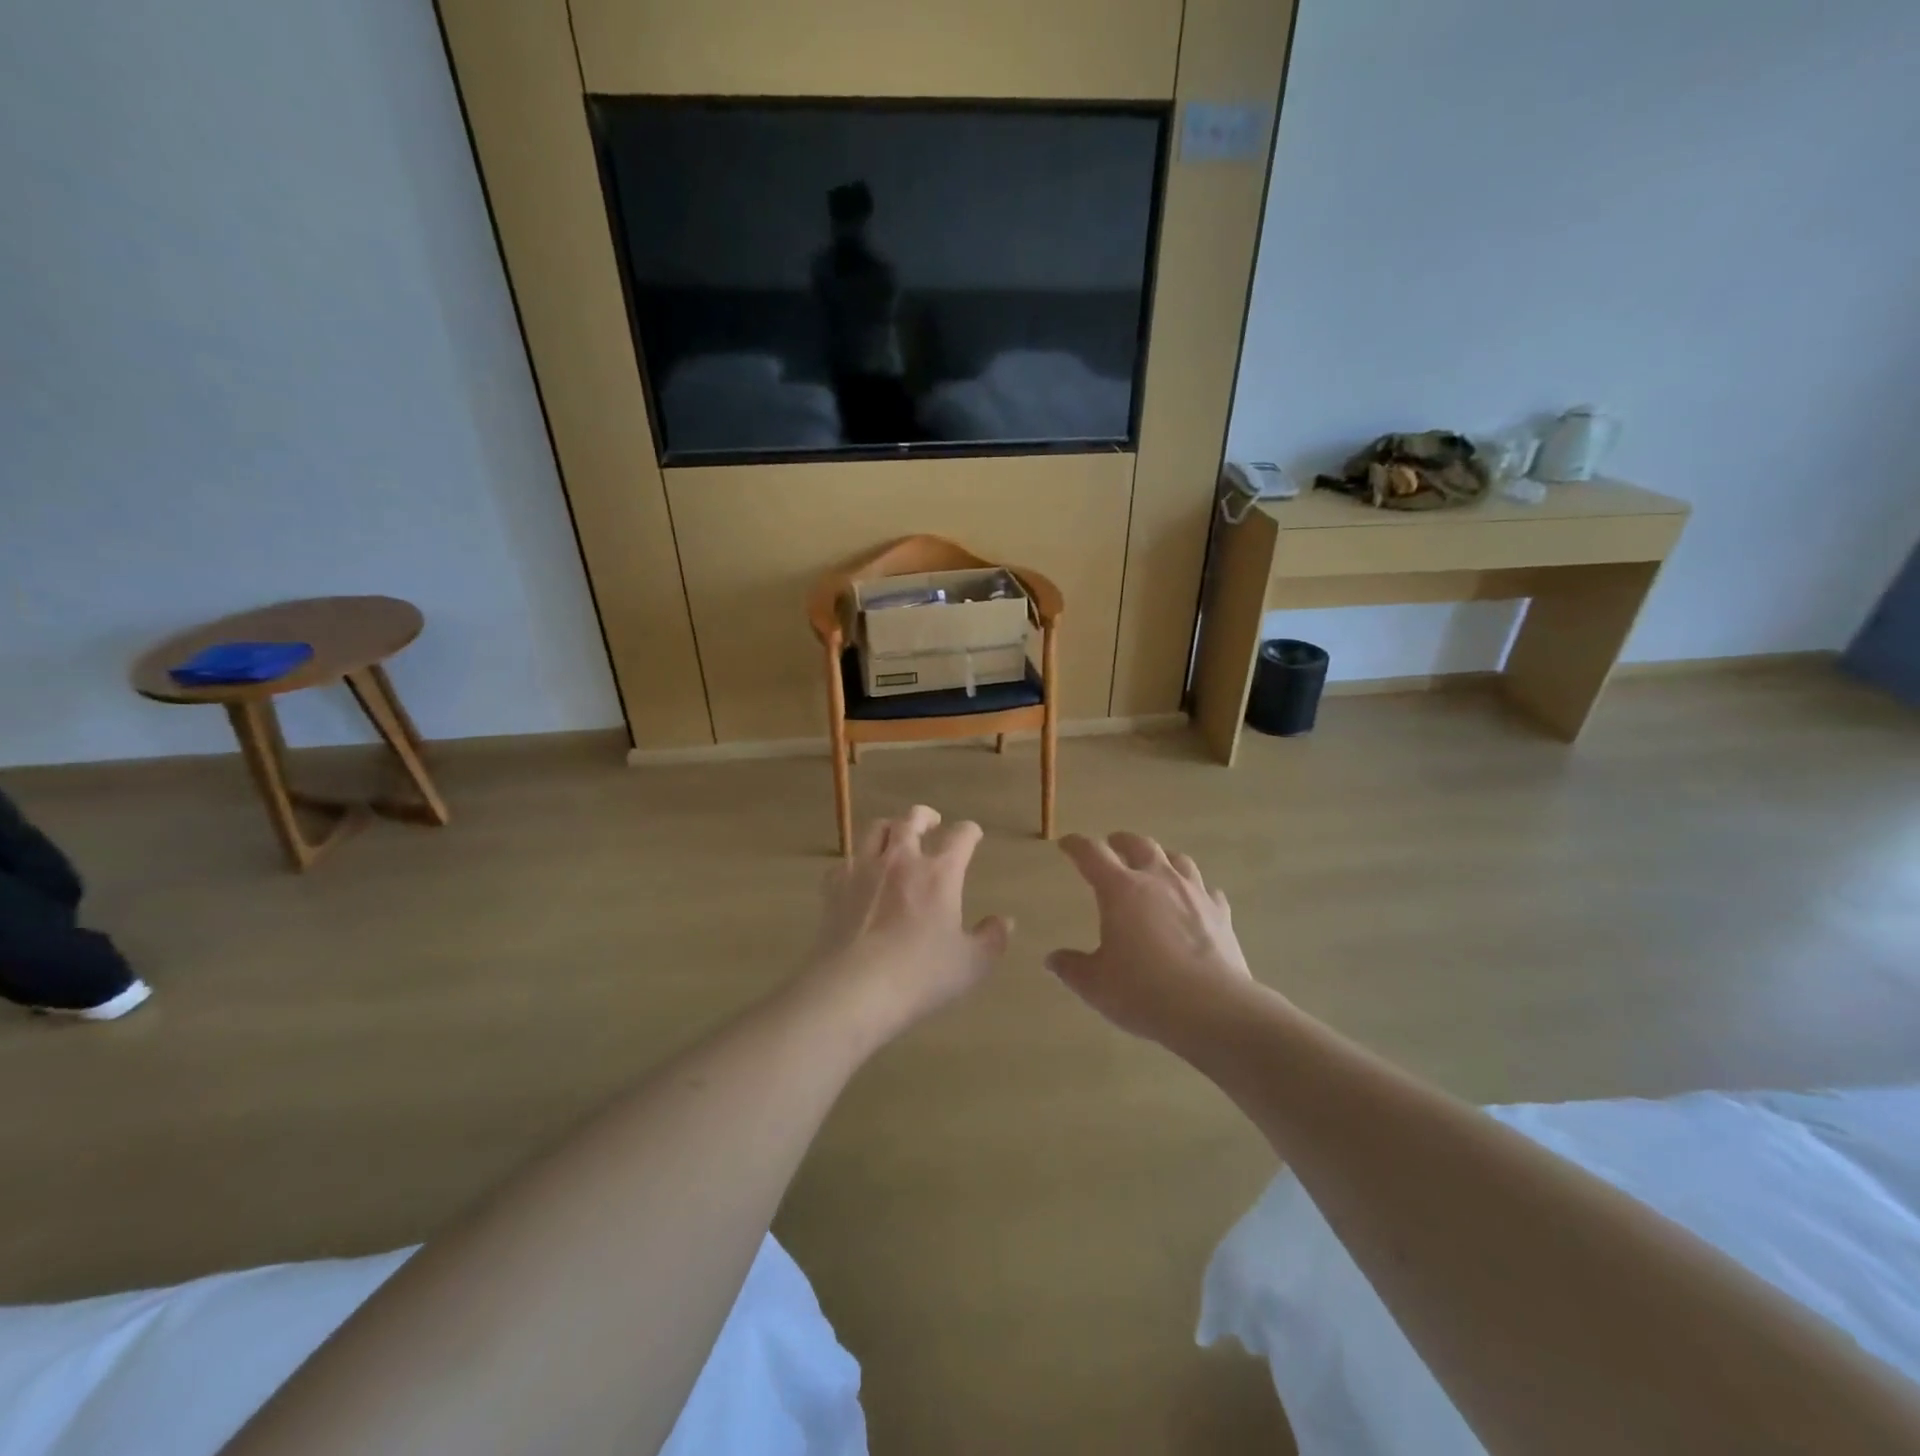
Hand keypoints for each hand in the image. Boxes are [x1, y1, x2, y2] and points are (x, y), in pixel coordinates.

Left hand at [809, 806, 1011, 1039]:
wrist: (854, 989)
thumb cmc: (920, 975)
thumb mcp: (971, 964)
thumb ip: (993, 939)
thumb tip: (1005, 921)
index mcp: (939, 873)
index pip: (960, 836)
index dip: (969, 831)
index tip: (973, 834)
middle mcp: (901, 860)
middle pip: (912, 819)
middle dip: (925, 816)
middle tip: (932, 822)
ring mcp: (863, 870)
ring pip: (875, 830)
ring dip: (890, 828)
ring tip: (895, 837)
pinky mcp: (834, 887)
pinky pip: (846, 862)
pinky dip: (857, 862)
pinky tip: (859, 875)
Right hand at [1046, 832, 1257, 1044]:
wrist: (1212, 1009)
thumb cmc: (1143, 991)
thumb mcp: (1095, 984)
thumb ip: (1072, 968)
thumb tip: (1052, 959)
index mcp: (1120, 890)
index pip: (1092, 854)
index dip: (1077, 845)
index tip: (1067, 844)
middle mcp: (1158, 880)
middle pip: (1139, 845)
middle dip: (1122, 841)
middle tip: (1113, 843)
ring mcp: (1194, 893)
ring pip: (1178, 859)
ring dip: (1162, 856)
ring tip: (1156, 863)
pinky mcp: (1221, 913)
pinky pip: (1208, 890)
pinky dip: (1197, 890)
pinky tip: (1195, 900)